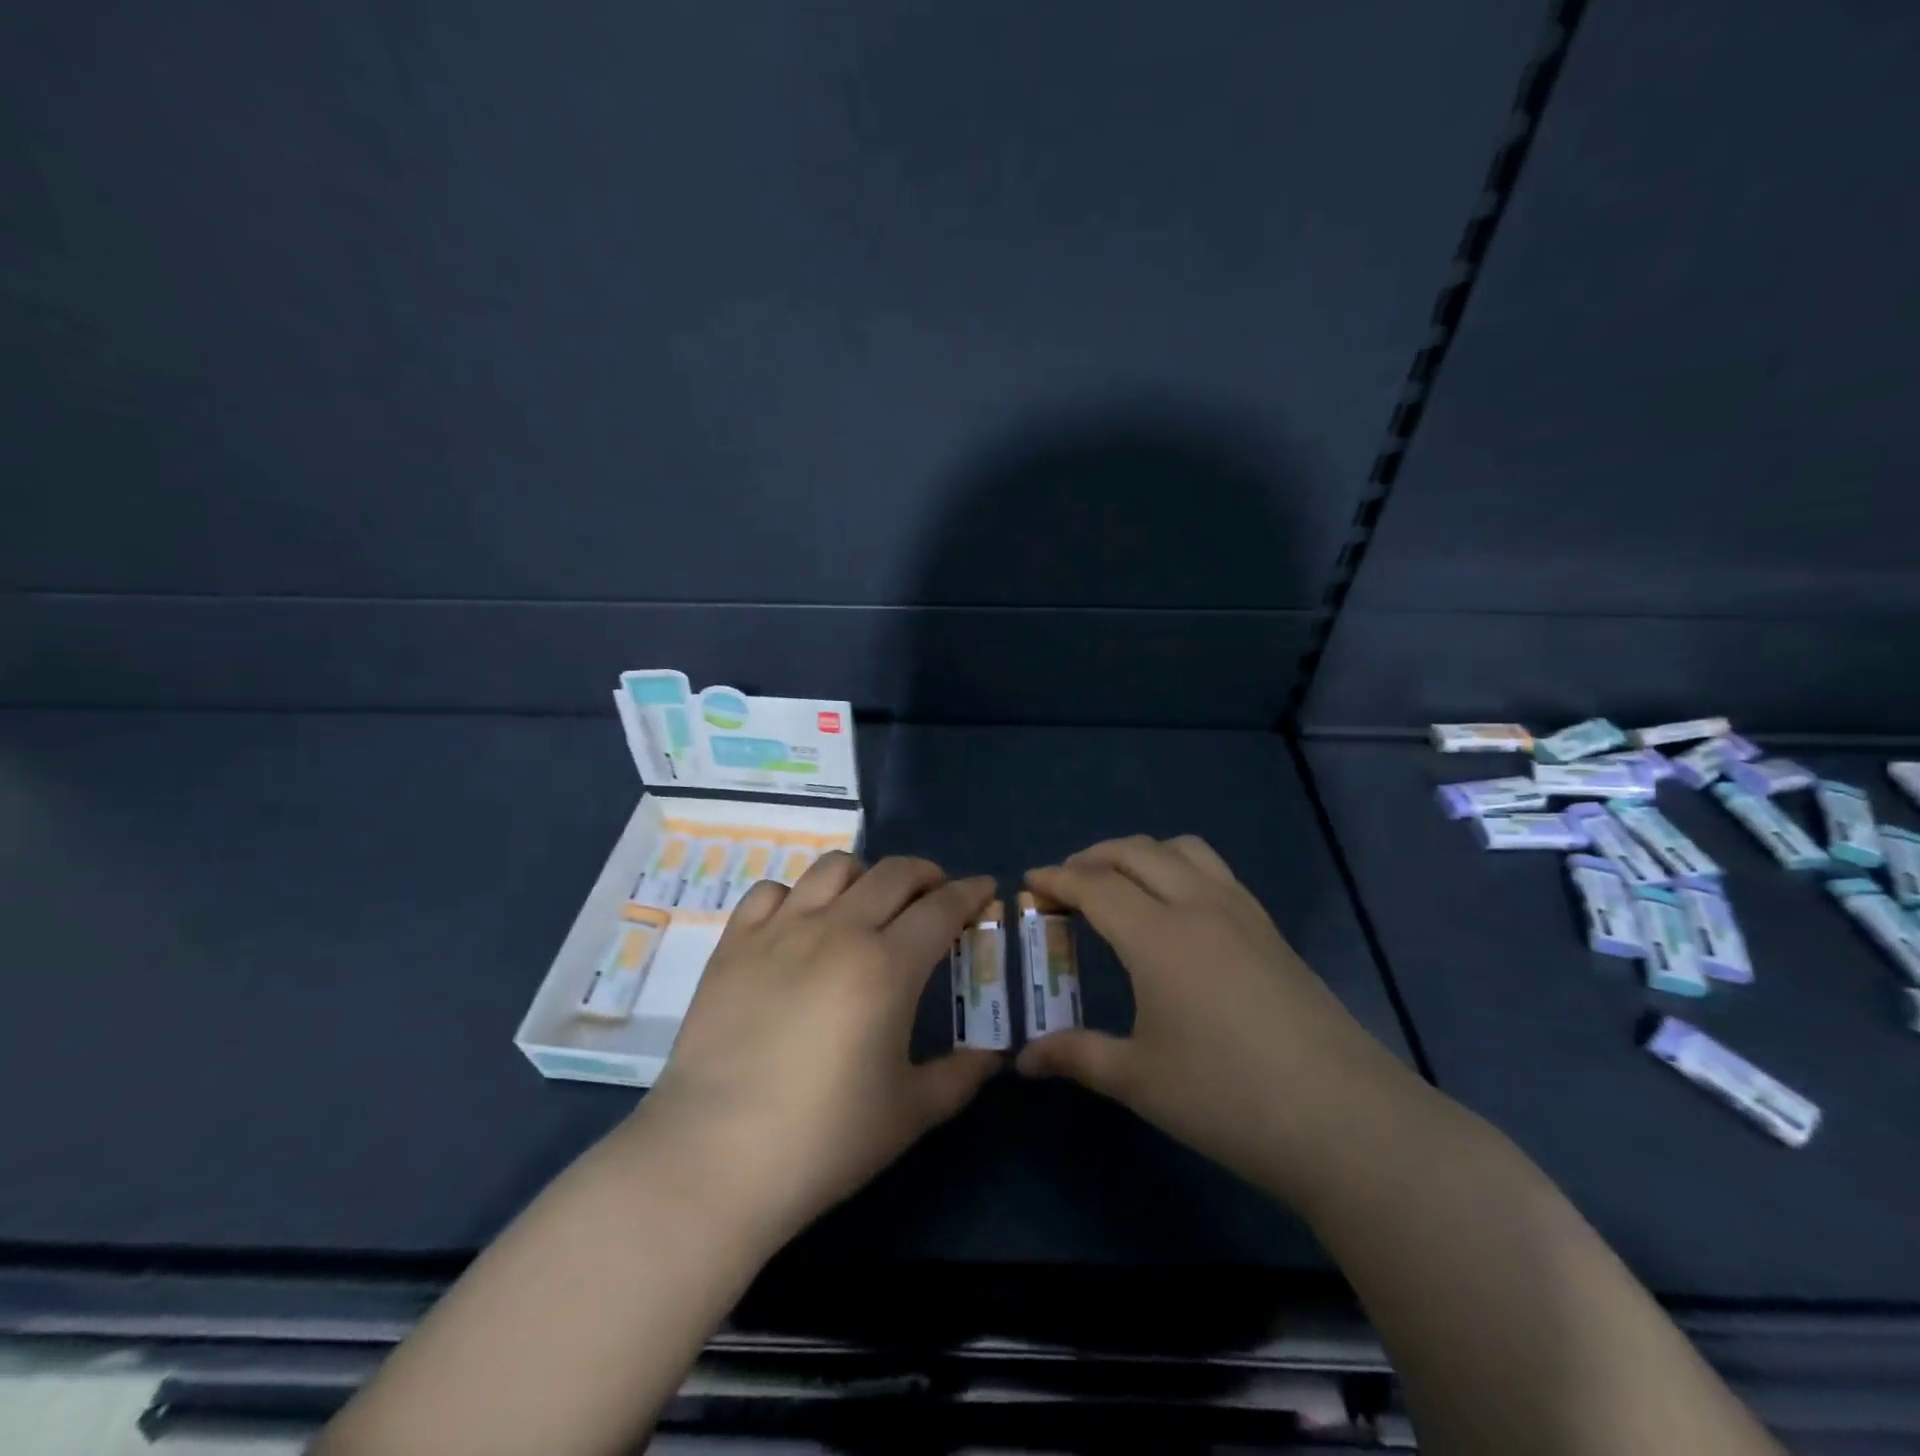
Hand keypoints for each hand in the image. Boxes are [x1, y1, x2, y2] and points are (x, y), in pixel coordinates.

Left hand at [641, 853, 1002, 1241]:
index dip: (970, 892)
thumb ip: (960, 1076)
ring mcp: (780, 930)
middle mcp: (838, 930)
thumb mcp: (910, 1113)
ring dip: (866, 875)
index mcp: (887, 966)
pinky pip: (772, 891)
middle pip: (894, 874)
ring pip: (834, 868)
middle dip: (927, 875)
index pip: (942, 907)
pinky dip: (798, 896)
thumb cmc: (823, 1139)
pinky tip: (802, 923)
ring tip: (870, 902)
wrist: (713, 1158)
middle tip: (937, 897)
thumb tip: (992, 1055)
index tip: (985, 888)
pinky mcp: (734, 943)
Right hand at [1015, 835, 1419, 1199]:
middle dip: (1093, 856)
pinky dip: (1180, 868)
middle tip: (1067, 882)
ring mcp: (1242, 912)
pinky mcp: (1271, 930)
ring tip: (1121, 883)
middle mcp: (1197, 905)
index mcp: (1157, 935)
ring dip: (1142, 853)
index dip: (1057, 878)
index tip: (1030, 881)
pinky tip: (1178, 910)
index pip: (1095, 885)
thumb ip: (1077, 1056)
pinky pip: (1215, 871)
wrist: (1345, 1119)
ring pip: (1183, 849)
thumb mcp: (1140, 1079)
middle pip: (1136, 852)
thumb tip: (1023, 1061)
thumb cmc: (1227, 1097)